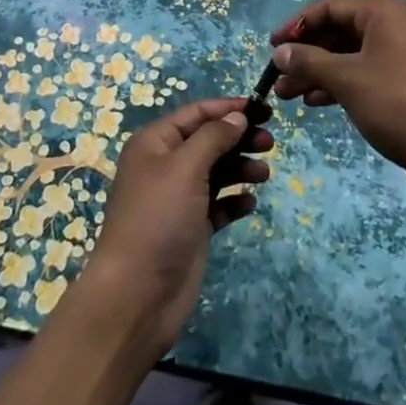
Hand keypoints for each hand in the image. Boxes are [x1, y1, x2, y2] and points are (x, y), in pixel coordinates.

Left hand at [74, 97, 272, 357]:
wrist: (136, 296)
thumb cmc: (158, 218)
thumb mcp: (185, 167)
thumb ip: (214, 137)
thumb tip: (237, 117)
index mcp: (155, 143)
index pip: (196, 113)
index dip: (229, 108)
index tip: (263, 109)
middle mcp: (166, 166)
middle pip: (209, 140)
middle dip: (239, 138)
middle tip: (269, 143)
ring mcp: (179, 199)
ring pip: (217, 171)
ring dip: (241, 168)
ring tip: (264, 174)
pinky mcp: (191, 228)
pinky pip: (218, 205)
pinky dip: (235, 200)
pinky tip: (249, 203)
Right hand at [269, 0, 405, 209]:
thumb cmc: (399, 104)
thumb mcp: (348, 80)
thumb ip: (310, 62)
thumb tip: (279, 51)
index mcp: (384, 13)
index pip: (330, 6)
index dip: (298, 24)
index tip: (272, 47)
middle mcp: (395, 26)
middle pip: (340, 30)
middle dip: (307, 52)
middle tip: (277, 77)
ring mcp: (403, 56)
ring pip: (351, 55)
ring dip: (319, 71)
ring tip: (288, 95)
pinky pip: (365, 73)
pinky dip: (340, 84)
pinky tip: (316, 102)